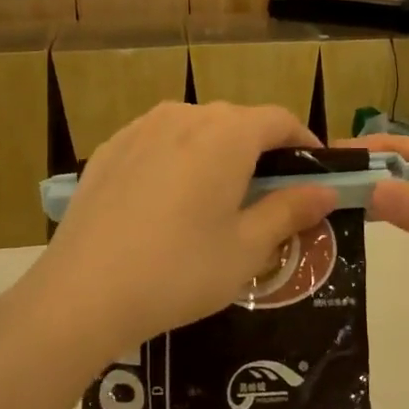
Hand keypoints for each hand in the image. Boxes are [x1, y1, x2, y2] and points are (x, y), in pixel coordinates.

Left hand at [16, 103, 336, 372]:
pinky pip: (159, 142)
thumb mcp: (247, 248)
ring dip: (218, 152)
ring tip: (218, 198)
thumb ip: (290, 211)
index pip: (280, 119)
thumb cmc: (179, 271)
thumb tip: (326, 192)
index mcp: (227, 134)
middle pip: (238, 121)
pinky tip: (170, 201)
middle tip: (270, 195)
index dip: (304, 142)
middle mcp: (185, 115)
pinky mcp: (109, 149)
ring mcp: (141, 128)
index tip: (315, 175)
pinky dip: (178, 159)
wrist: (83, 292)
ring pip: (196, 128)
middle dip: (262, 150)